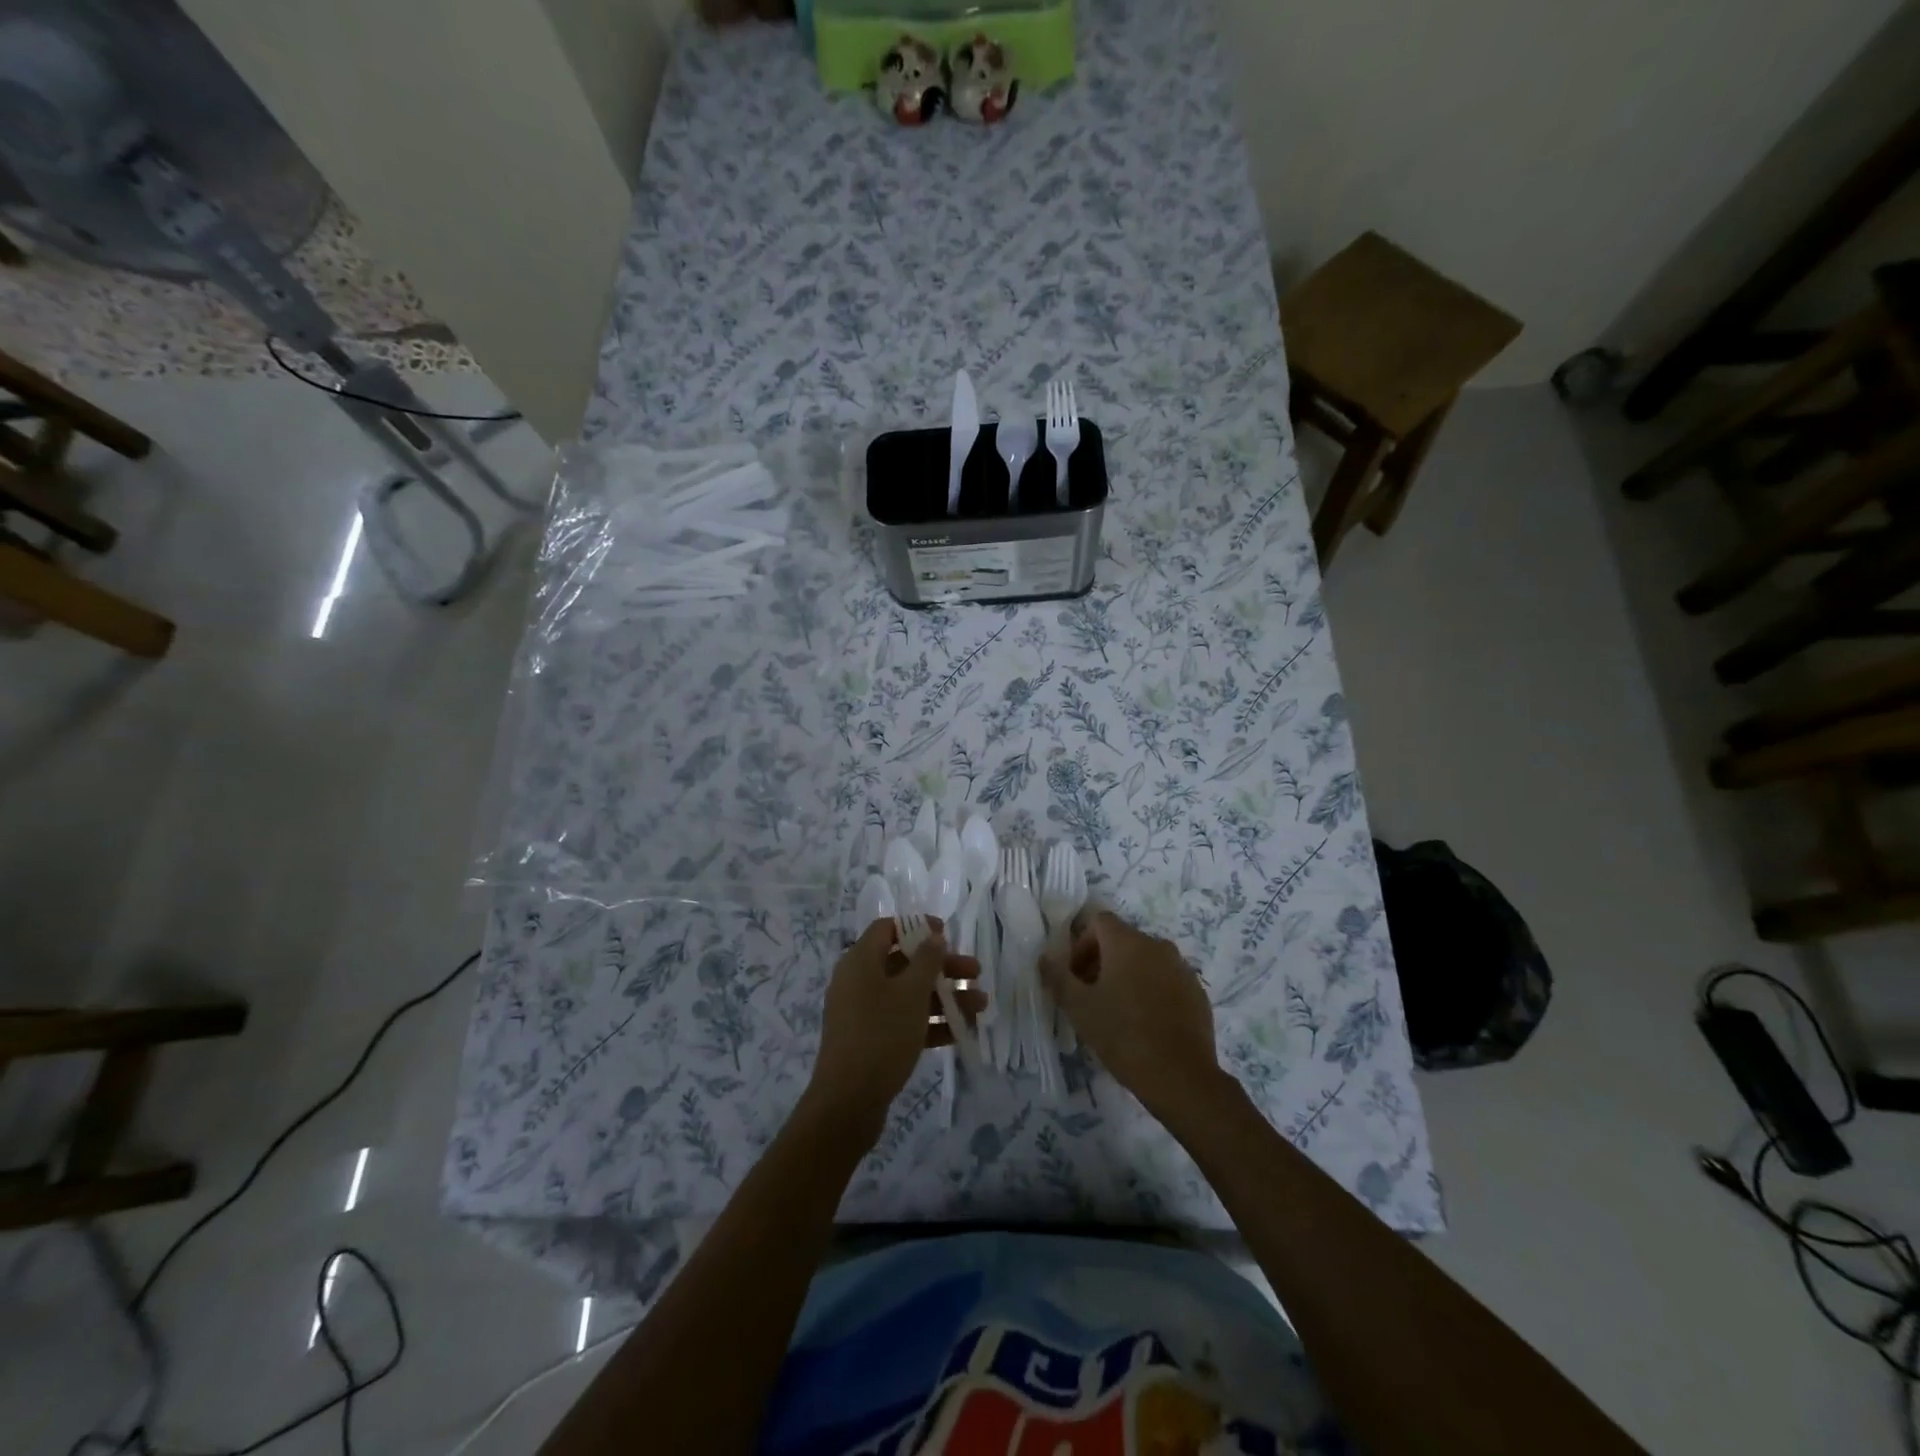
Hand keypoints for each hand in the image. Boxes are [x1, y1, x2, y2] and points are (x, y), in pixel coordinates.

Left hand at [804, 918, 981, 1143]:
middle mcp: (859, 982)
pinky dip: (931, 1023)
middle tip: (976, 973)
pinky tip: (962, 1032)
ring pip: (908, 995)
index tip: (947, 933)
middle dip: (942, 967)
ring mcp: (864, 1013)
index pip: (887, 929)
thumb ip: (927, 961)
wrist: (848, 1103)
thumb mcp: (910, 994)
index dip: (917, 927)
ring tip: (980, 1007)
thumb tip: (933, 936)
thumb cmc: (881, 1036)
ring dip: (944, 997)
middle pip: (904, 962)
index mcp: (860, 962)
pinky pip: (904, 1021)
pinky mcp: (872, 1040)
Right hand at [1041, 911, 1222, 1118]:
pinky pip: (1166, 980)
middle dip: (1102, 961)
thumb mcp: (1079, 1008)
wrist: (1180, 1076)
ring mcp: (1181, 968)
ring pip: (1146, 960)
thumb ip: (1058, 977)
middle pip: (1123, 940)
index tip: (1075, 976)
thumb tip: (1045, 958)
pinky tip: (1145, 1022)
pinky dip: (1151, 990)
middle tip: (1091, 995)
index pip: (1099, 922)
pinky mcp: (1197, 992)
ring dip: (1127, 975)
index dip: (1081, 944)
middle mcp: (1157, 946)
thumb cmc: (1123, 1035)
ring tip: (1118, 1011)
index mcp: (1128, 943)